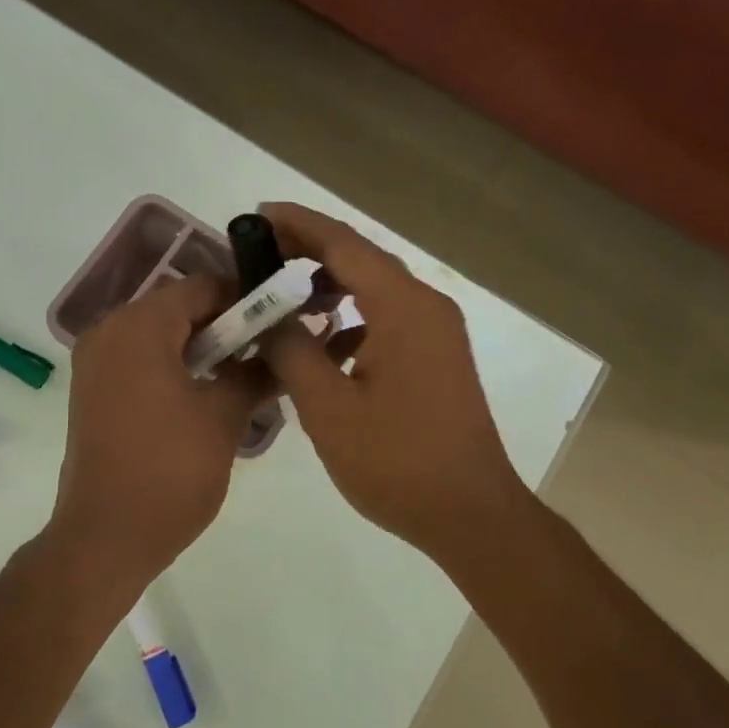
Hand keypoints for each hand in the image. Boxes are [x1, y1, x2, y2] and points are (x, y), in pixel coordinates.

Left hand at [47, 275, 271, 594]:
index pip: (203, 287)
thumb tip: (287, 350)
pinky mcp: (94, 392)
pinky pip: (142, 361)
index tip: (284, 320)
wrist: (106, 538)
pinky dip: (177, 367)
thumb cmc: (170, 471)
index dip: (248, 299)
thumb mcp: (225, 417)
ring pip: (161, 336)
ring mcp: (96, 363)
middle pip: (180, 309)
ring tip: (248, 374)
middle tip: (271, 349)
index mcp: (138, 326)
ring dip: (205, 348)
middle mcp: (109, 332)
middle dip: (228, 325)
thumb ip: (257, 372)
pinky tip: (211, 394)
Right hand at [259, 203, 532, 563]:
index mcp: (402, 307)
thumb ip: (292, 351)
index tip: (257, 214)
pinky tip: (323, 345)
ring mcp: (437, 333)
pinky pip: (388, 320)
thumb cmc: (397, 461)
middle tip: (259, 254)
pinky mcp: (438, 358)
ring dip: (330, 288)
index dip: (298, 225)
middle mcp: (426, 306)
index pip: (343, 244)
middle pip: (362, 260)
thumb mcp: (328, 408)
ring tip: (281, 298)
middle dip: (309, 252)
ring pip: (375, 291)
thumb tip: (269, 315)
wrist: (471, 513)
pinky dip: (352, 321)